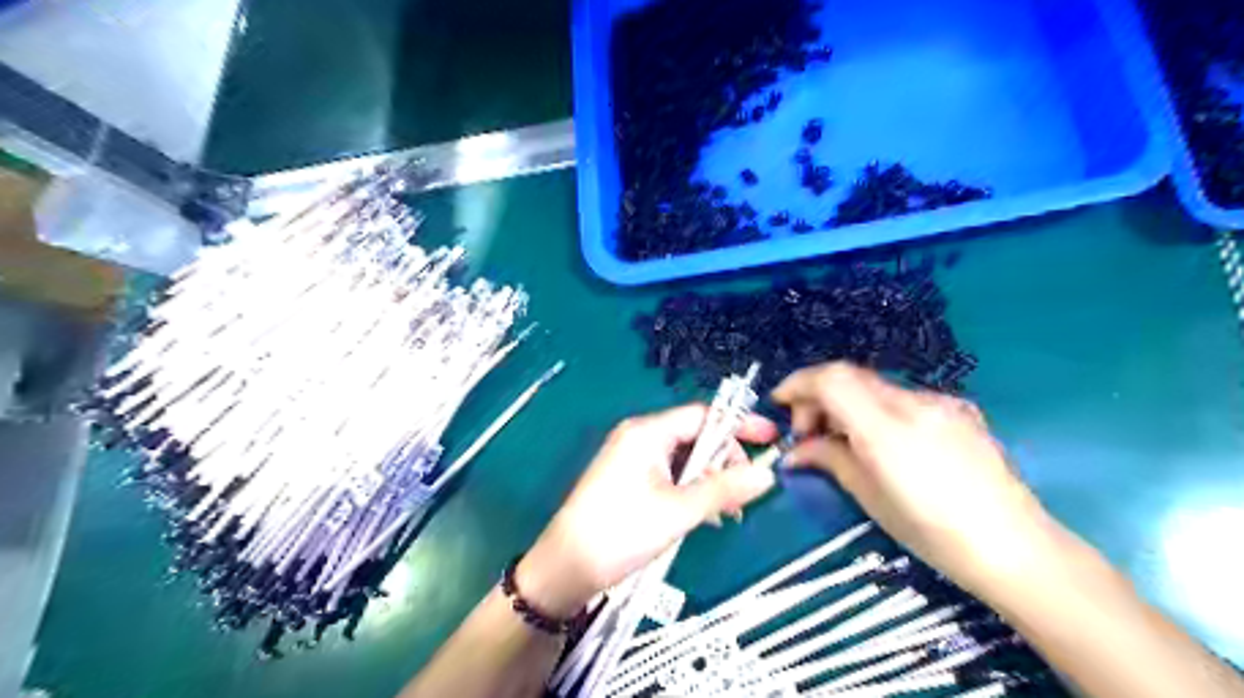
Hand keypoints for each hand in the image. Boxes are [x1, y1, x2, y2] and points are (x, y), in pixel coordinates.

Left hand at [520, 404, 780, 615]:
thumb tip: (767, 475)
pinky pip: (670, 475)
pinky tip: (704, 517)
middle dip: (724, 462)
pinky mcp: (629, 480)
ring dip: (709, 481)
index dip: (739, 426)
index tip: (771, 438)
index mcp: (647, 432)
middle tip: (744, 494)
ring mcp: (632, 459)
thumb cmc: (621, 531)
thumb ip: (724, 489)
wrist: (566, 567)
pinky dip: (690, 491)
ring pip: (684, 460)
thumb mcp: (678, 511)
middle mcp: (639, 437)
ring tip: (728, 513)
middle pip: (695, 437)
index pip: (703, 416)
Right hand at [776, 359, 1053, 593]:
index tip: (780, 403)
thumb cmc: (932, 532)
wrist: (1014, 546)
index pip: (831, 380)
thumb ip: (828, 459)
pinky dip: (875, 409)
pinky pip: (902, 398)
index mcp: (887, 428)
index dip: (798, 383)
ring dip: (846, 402)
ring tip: (842, 440)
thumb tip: (796, 450)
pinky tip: (881, 441)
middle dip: (818, 396)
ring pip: (875, 386)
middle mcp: (913, 403)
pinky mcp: (958, 409)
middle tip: (810, 433)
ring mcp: (940, 402)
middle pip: (849, 377)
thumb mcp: (869, 496)